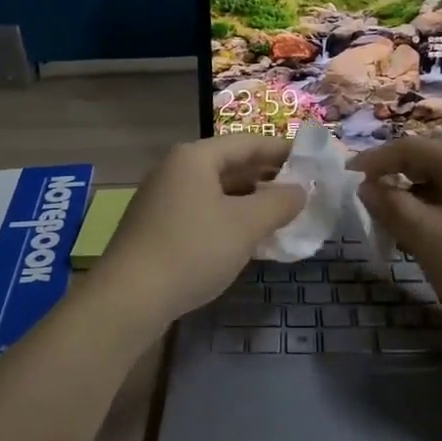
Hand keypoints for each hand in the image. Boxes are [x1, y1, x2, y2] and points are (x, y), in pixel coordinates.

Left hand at [89, 136, 305, 331]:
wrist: (129, 298)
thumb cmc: (193, 250)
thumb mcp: (245, 225)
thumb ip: (279, 203)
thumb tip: (301, 190)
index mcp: (195, 157)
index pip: (248, 142)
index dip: (283, 151)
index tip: (313, 161)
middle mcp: (175, 169)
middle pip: (230, 164)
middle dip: (267, 178)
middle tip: (302, 191)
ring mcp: (162, 198)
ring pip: (216, 190)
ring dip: (249, 200)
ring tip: (281, 215)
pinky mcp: (156, 226)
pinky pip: (202, 211)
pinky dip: (228, 217)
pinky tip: (246, 238)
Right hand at [350, 139, 441, 352]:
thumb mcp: (425, 235)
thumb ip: (390, 205)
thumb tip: (366, 186)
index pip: (407, 147)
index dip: (373, 161)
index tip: (345, 181)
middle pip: (423, 166)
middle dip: (391, 185)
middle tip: (365, 213)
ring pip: (438, 190)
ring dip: (409, 206)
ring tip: (389, 234)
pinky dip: (430, 221)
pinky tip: (420, 247)